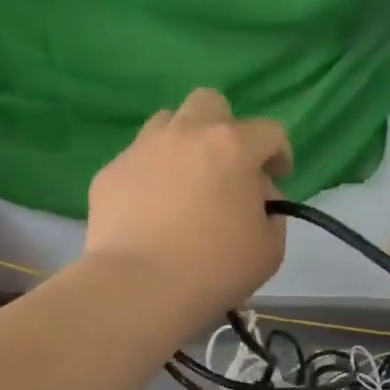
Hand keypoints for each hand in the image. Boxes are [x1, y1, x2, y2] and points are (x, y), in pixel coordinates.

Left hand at [85, 88, 290, 324]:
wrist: (139, 287)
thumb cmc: (215, 268)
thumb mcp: (269, 248)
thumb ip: (271, 212)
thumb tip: (255, 196)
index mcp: (232, 147)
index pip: (269, 132)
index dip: (280, 154)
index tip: (278, 178)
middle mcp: (186, 134)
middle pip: (210, 103)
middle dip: (225, 127)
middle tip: (227, 166)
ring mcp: (142, 149)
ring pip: (167, 122)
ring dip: (183, 143)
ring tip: (186, 182)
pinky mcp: (110, 172)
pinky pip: (137, 160)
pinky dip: (150, 175)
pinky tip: (151, 210)